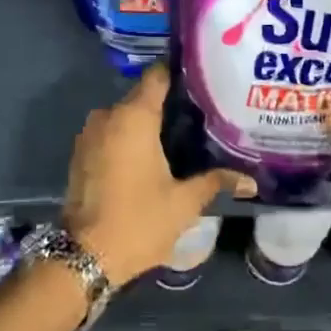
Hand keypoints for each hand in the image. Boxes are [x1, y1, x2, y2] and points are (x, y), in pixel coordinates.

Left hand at [62, 65, 255, 286]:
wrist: (85, 255)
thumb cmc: (139, 221)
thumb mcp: (184, 203)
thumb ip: (215, 181)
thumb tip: (250, 180)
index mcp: (134, 117)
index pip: (158, 76)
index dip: (180, 74)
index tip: (203, 82)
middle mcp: (108, 116)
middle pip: (142, 96)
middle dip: (168, 104)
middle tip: (201, 115)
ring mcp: (89, 134)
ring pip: (125, 117)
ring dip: (147, 124)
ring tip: (181, 136)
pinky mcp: (80, 154)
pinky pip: (110, 134)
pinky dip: (129, 139)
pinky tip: (152, 156)